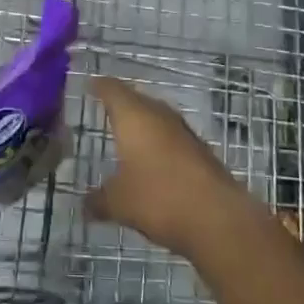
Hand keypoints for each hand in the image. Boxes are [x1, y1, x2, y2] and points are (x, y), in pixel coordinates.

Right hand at [85, 76, 248, 257]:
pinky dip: (158, 143)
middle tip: (104, 110)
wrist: (218, 218)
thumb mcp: (118, 203)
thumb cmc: (158, 198)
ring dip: (142, 124)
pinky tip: (152, 160)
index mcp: (134, 116)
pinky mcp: (200, 151)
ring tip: (125, 135)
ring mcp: (183, 132)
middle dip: (120, 104)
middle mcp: (159, 115)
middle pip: (136, 100)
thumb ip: (98, 200)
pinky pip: (171, 138)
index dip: (99, 86)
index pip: (112, 89)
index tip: (89, 85)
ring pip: (157, 118)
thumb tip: (84, 204)